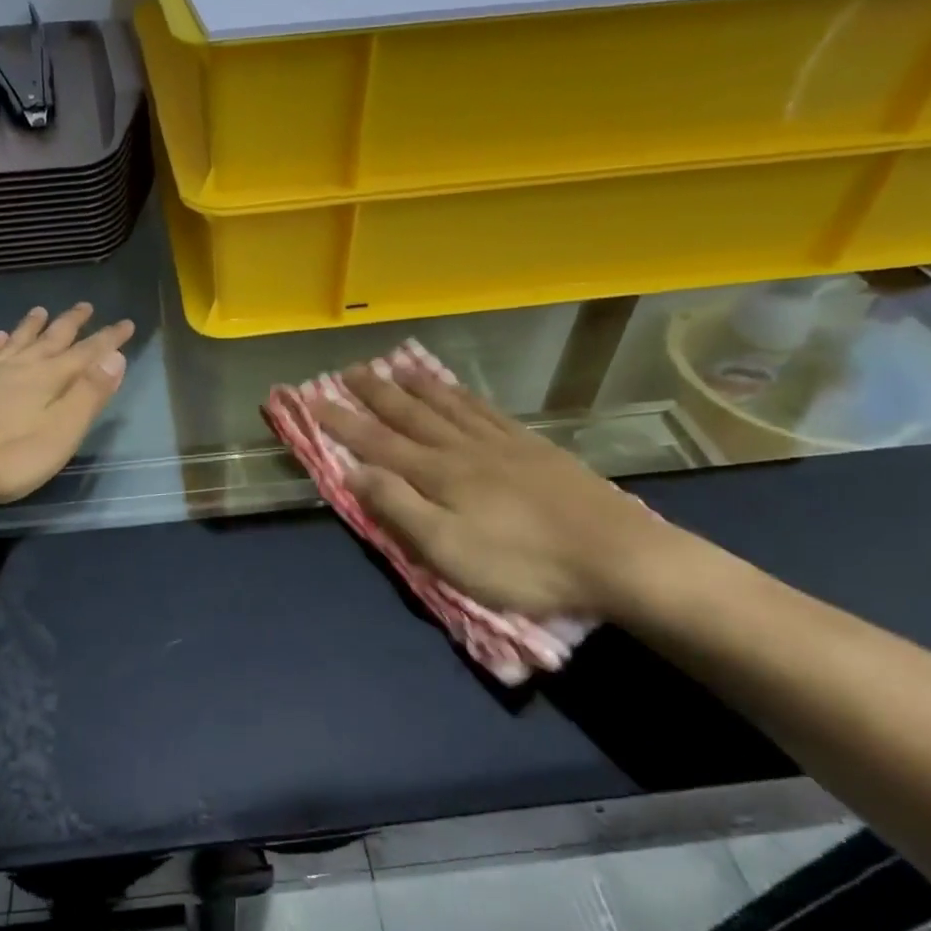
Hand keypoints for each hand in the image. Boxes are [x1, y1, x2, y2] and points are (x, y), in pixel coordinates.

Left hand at [0, 303, 134, 507]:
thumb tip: (115, 357)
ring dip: (31, 326)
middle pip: (51, 339)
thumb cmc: (8, 458)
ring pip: (16, 342)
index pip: (87, 352)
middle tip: (85, 306)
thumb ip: (89, 394)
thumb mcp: (61, 432)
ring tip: (40, 311)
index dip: (109, 339)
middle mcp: (18, 368)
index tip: (127, 323)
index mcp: (47, 379)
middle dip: (71, 323)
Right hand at [307, 366, 689, 619]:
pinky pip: (487, 411)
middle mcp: (463, 449)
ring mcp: (502, 444)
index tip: (312, 398)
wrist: (617, 557)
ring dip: (417, 386)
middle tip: (349, 370)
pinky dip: (464, 396)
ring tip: (396, 366)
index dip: (341, 421)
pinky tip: (459, 392)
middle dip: (375, 393)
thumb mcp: (448, 550)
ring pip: (449, 406)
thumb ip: (398, 508)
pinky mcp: (534, 448)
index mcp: (438, 475)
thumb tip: (354, 471)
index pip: (376, 443)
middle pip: (411, 415)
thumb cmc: (523, 565)